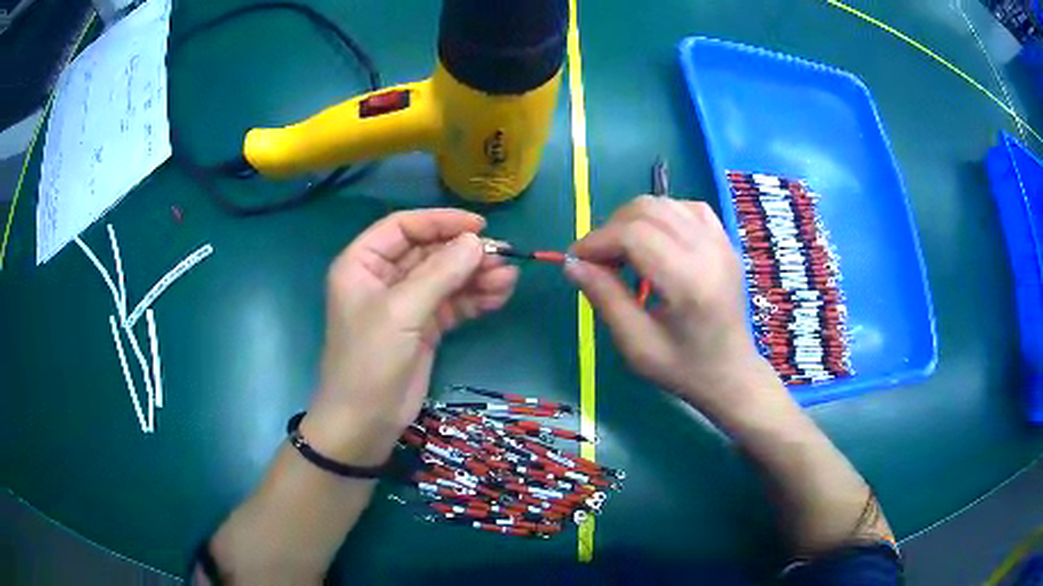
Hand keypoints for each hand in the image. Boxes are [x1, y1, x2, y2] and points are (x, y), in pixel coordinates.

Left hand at [302, 209, 517, 463]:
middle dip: (465, 254)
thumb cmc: (369, 361)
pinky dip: (475, 299)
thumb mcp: (401, 313)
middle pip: (429, 252)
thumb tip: (477, 242)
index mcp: (363, 263)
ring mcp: (405, 304)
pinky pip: (452, 303)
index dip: (440, 222)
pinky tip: (500, 296)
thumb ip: (440, 274)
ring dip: (476, 276)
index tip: (479, 226)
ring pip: (445, 278)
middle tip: (504, 257)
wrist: (365, 423)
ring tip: (509, 279)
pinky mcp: (423, 327)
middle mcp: (384, 277)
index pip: (403, 227)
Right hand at [565, 196, 779, 418]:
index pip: (633, 234)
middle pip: (647, 209)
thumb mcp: (636, 345)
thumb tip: (572, 263)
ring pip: (665, 203)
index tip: (576, 260)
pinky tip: (654, 240)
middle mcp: (708, 251)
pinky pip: (687, 207)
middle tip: (599, 260)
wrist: (731, 373)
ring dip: (633, 219)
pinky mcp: (725, 240)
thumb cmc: (683, 368)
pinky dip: (661, 215)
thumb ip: (605, 298)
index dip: (597, 240)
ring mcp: (721, 241)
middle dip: (611, 228)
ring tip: (623, 252)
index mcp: (689, 282)